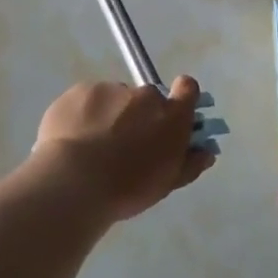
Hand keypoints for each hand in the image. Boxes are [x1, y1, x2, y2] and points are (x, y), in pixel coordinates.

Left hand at [34, 76, 214, 222]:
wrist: (74, 182)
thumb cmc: (127, 188)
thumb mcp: (165, 183)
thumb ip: (189, 163)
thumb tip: (206, 152)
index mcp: (171, 115)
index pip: (187, 89)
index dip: (181, 97)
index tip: (170, 114)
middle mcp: (145, 96)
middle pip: (146, 99)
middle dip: (138, 116)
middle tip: (122, 145)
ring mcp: (111, 89)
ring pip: (114, 99)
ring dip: (109, 115)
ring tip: (90, 148)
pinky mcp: (81, 90)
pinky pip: (87, 100)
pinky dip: (83, 115)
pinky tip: (71, 141)